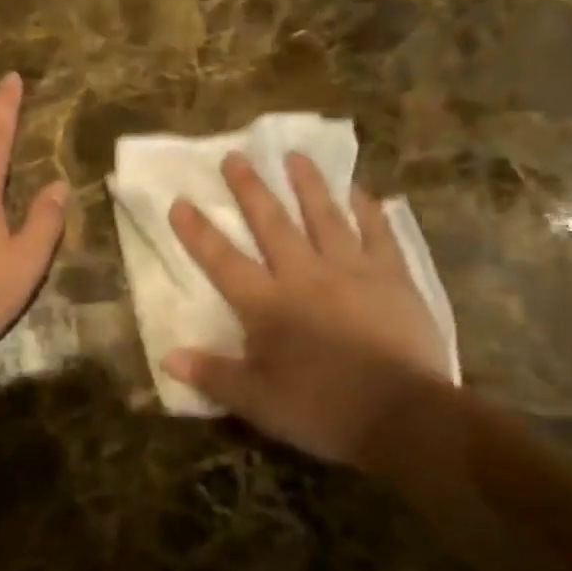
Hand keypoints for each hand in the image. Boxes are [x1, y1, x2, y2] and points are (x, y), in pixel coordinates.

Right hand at [164, 151, 452, 468]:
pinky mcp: (393, 277)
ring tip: (294, 155)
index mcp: (267, 305)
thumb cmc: (322, 409)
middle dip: (250, 189)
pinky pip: (378, 232)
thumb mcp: (257, 402)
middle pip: (272, 224)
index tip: (181, 201)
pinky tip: (361, 191)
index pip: (223, 261)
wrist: (404, 415)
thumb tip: (167, 357)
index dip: (199, 232)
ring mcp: (352, 270)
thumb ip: (212, 375)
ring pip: (325, 216)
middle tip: (236, 156)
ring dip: (307, 184)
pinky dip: (368, 209)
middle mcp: (305, 275)